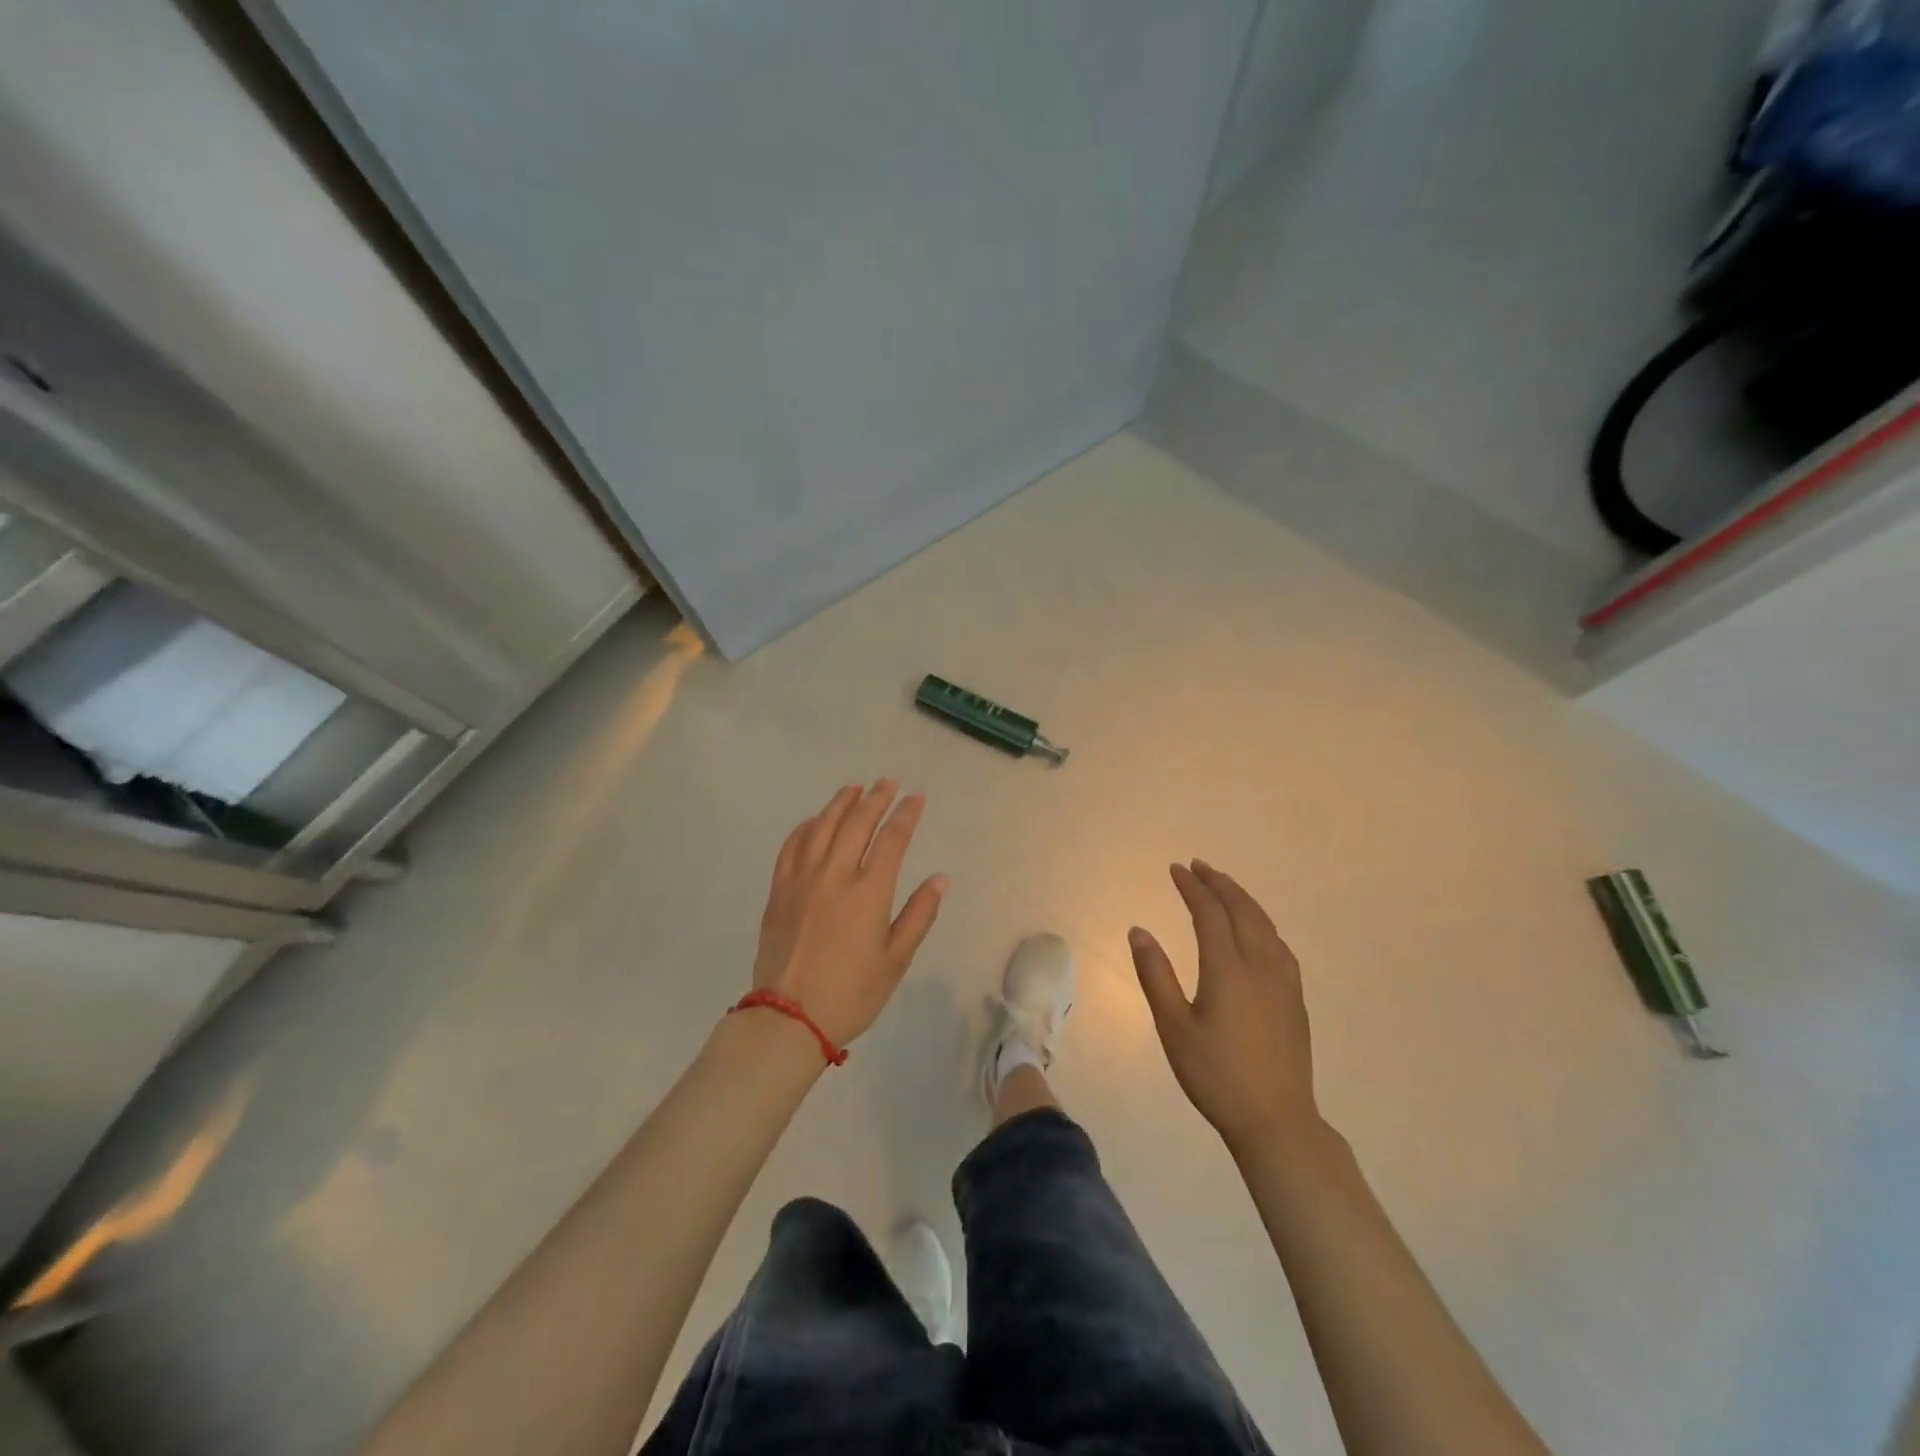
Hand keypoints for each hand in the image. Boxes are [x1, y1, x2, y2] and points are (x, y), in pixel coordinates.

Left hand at [753, 780, 946, 1047]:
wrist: (789, 1018)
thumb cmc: (851, 992)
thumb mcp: (896, 960)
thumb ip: (919, 915)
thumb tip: (940, 878)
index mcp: (869, 891)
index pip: (892, 839)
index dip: (905, 814)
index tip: (915, 798)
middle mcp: (835, 875)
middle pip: (857, 823)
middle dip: (875, 799)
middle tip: (887, 782)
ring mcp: (802, 880)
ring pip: (822, 827)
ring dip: (840, 804)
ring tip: (853, 788)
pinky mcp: (779, 891)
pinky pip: (791, 847)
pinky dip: (805, 828)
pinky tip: (814, 820)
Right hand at [1129, 860, 1319, 1153]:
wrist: (1276, 1119)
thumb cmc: (1215, 1074)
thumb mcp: (1173, 1027)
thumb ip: (1155, 975)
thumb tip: (1139, 931)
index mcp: (1227, 968)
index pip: (1209, 913)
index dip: (1192, 887)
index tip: (1176, 869)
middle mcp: (1260, 965)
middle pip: (1242, 910)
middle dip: (1219, 883)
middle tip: (1199, 866)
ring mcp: (1284, 981)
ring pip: (1265, 924)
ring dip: (1243, 899)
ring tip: (1224, 887)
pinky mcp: (1296, 998)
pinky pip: (1279, 944)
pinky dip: (1262, 923)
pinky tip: (1257, 930)